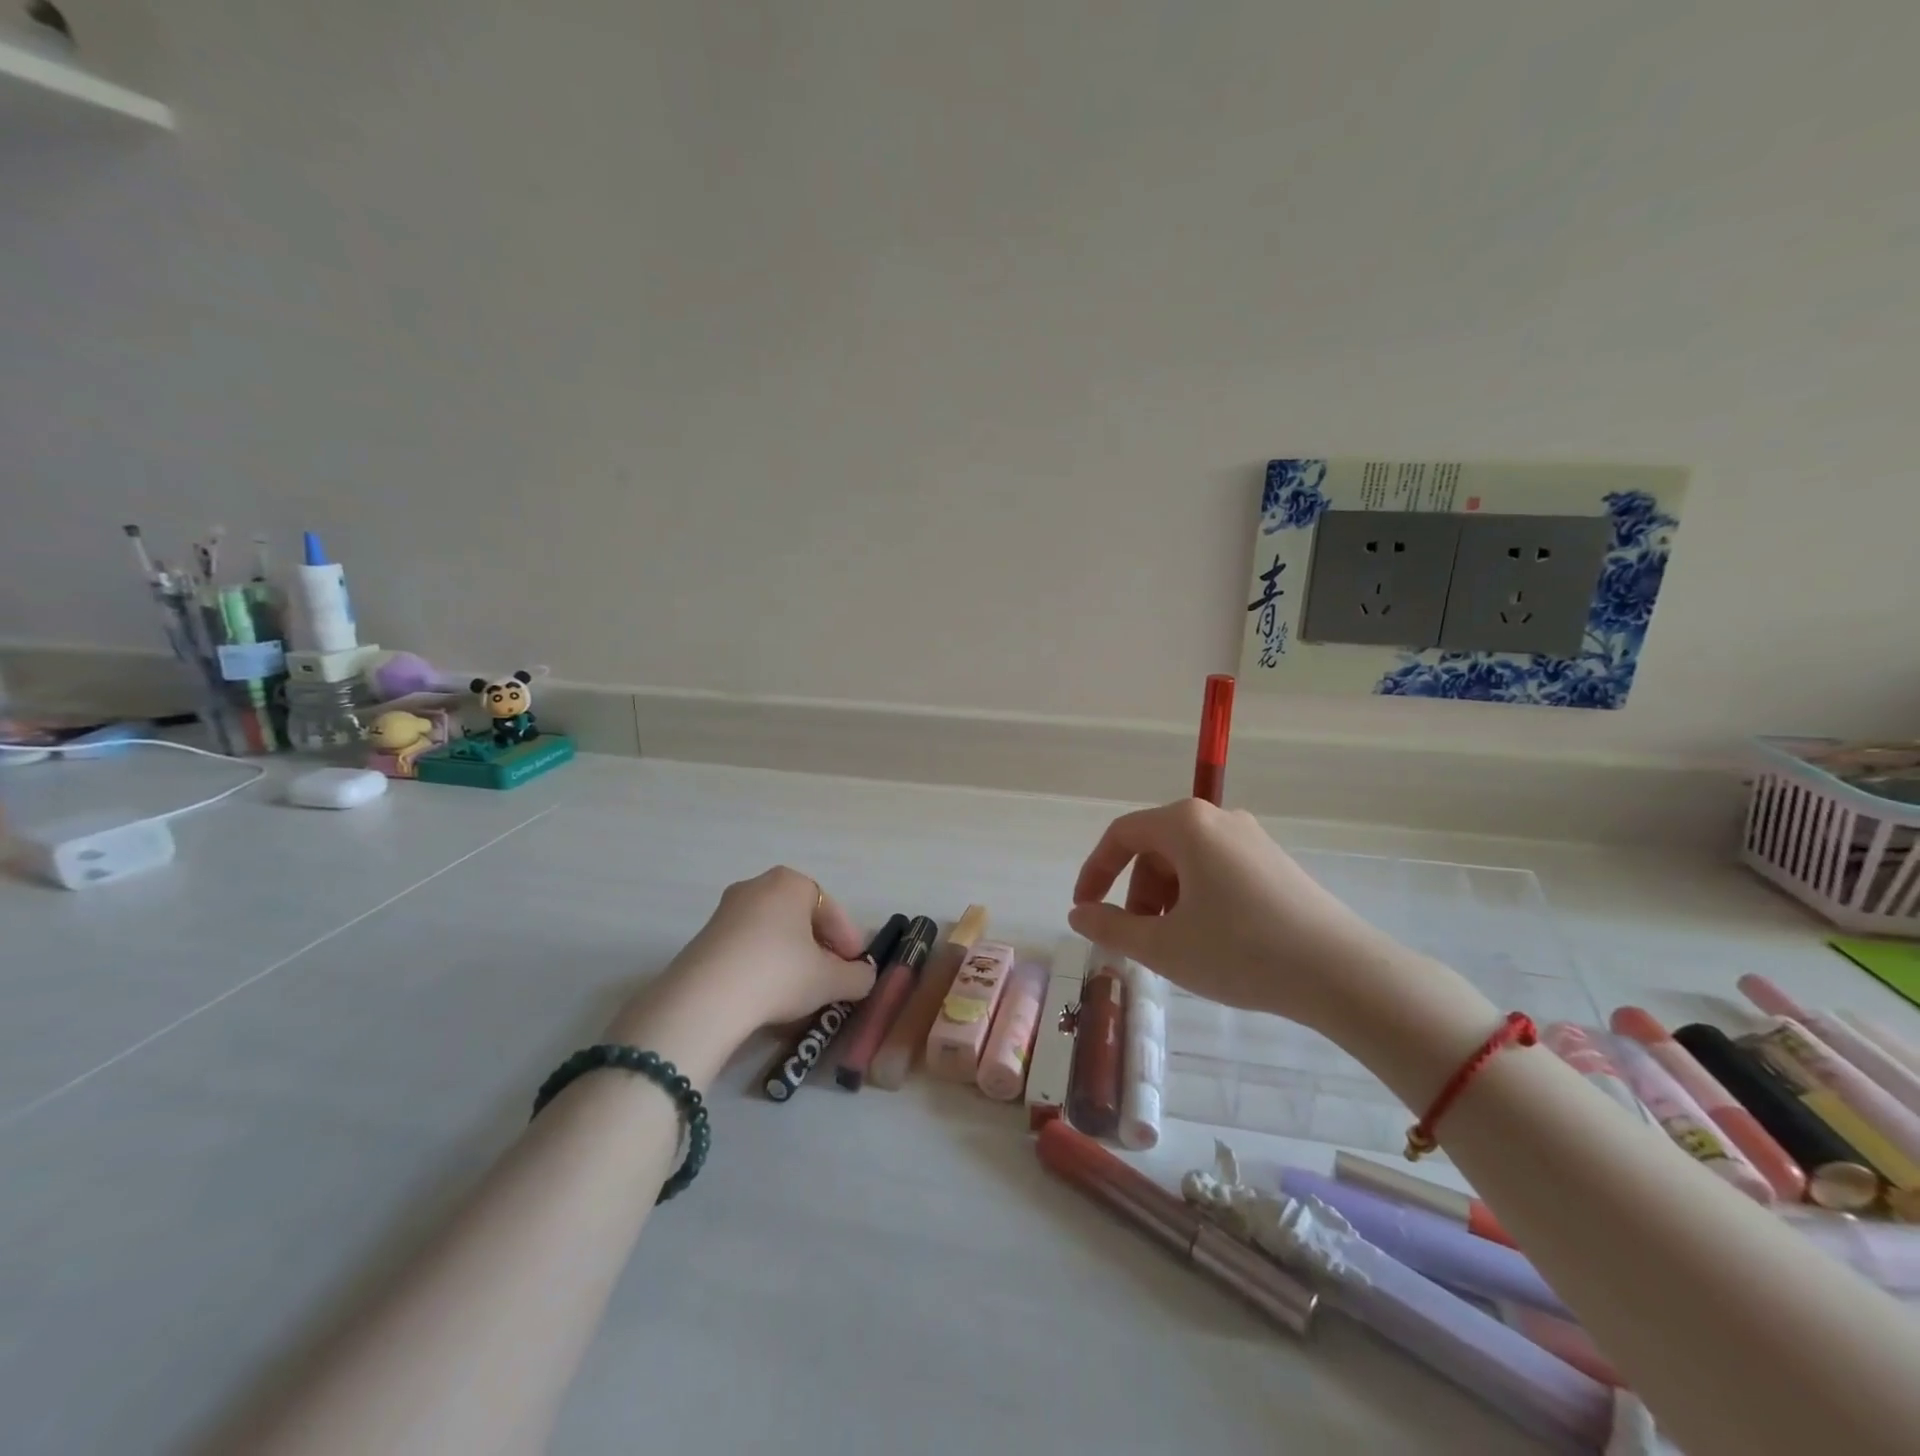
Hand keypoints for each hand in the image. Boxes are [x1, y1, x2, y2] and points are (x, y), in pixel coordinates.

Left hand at [605, 867, 876, 1083]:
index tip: (855, 968)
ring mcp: (727, 909)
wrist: (706, 999)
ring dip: (791, 956)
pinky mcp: (704, 937)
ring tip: (800, 990)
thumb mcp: (831, 980)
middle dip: (819, 946)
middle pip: (801, 917)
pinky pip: (747, 945)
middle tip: (830, 978)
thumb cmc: (780, 974)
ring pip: (773, 931)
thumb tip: (865, 977)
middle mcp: (758, 885)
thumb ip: (858, 977)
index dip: (848, 940)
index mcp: (792, 882)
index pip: (831, 909)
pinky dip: (762, 964)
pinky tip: (767, 993)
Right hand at [1066, 800, 1394, 1030]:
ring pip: (1187, 861)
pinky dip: (1198, 899)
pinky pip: (1217, 870)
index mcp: (1185, 825)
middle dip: (1136, 892)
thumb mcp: (1164, 945)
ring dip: (1167, 899)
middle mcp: (1218, 819)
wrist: (1343, 973)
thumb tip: (1078, 914)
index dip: (1095, 871)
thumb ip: (1111, 926)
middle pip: (1155, 848)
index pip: (1121, 835)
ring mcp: (1251, 838)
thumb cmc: (1241, 952)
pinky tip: (1212, 940)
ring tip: (1176, 946)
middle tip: (1138, 939)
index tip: (1084, 909)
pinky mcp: (1275, 862)